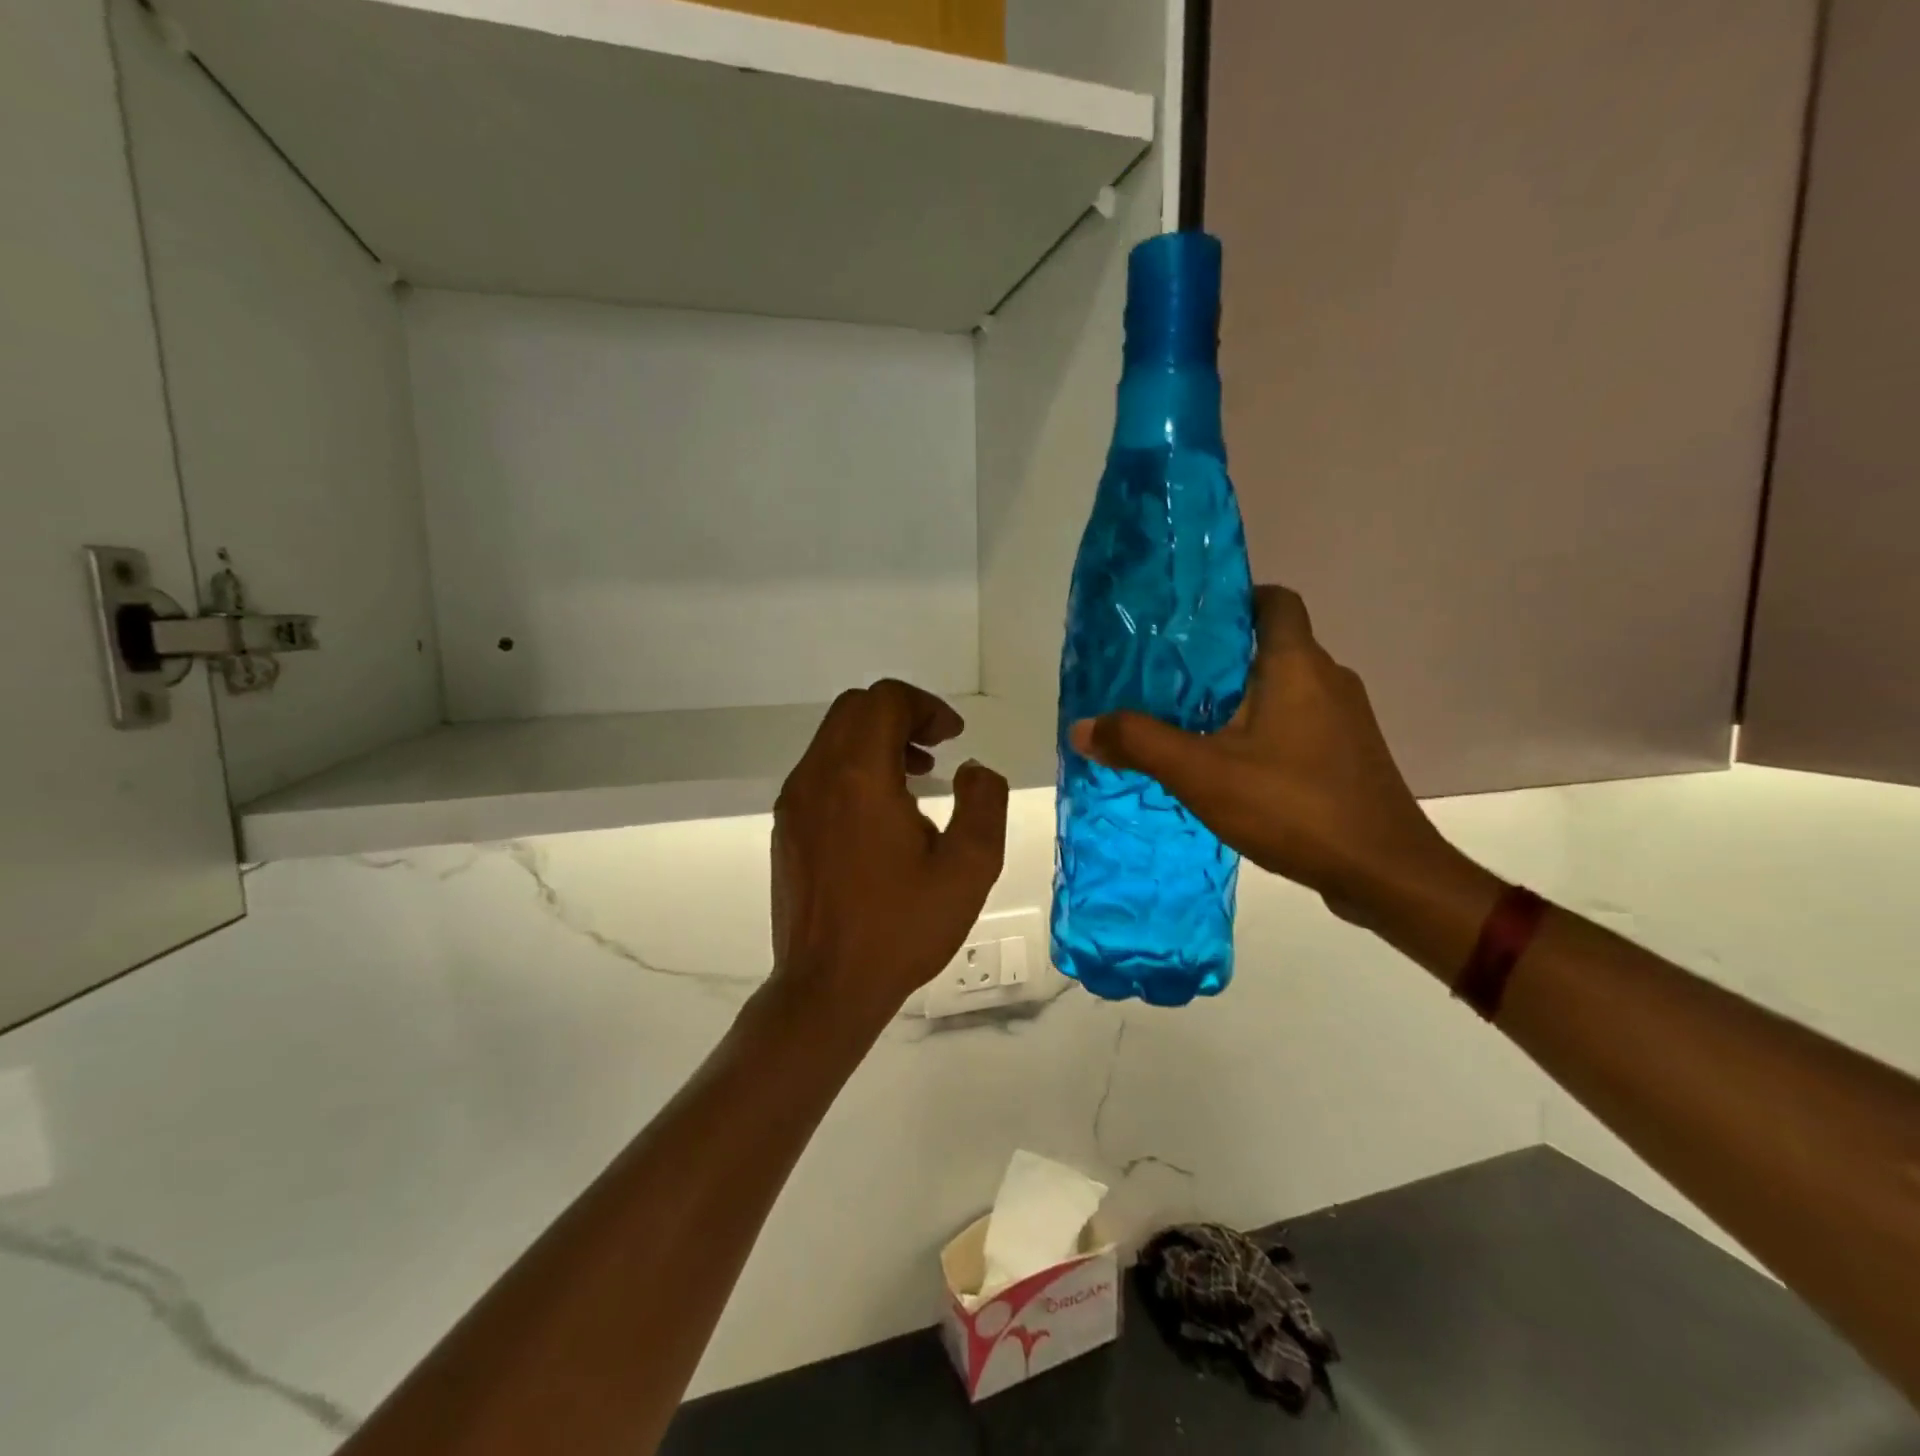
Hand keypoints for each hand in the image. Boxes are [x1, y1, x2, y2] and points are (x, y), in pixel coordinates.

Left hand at [770, 680, 1009, 1034]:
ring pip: (833, 738)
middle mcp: (816, 776)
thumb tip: (973, 770)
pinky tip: (881, 813)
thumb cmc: (901, 928)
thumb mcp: (969, 868)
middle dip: (901, 715)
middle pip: (855, 709)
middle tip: (937, 748)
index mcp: (859, 776)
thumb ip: (983, 802)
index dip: (926, 706)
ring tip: (916, 778)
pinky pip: (820, 771)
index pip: (885, 700)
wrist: (827, 987)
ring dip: (876, 740)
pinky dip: (854, 767)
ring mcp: (794, 802)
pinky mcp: (785, 827)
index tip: (953, 738)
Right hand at [1070, 586, 1457, 921]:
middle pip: (1270, 645)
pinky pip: (1296, 724)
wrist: (1385, 874)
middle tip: (1165, 677)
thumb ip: (1139, 744)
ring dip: (1238, 698)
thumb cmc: (1293, 807)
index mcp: (1296, 665)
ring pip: (1282, 688)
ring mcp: (1345, 721)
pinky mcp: (1348, 757)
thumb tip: (1083, 727)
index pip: (1273, 600)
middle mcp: (1328, 680)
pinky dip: (1261, 730)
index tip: (1188, 621)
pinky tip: (1228, 765)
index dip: (1233, 598)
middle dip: (1218, 657)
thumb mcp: (1201, 774)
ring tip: (1186, 721)